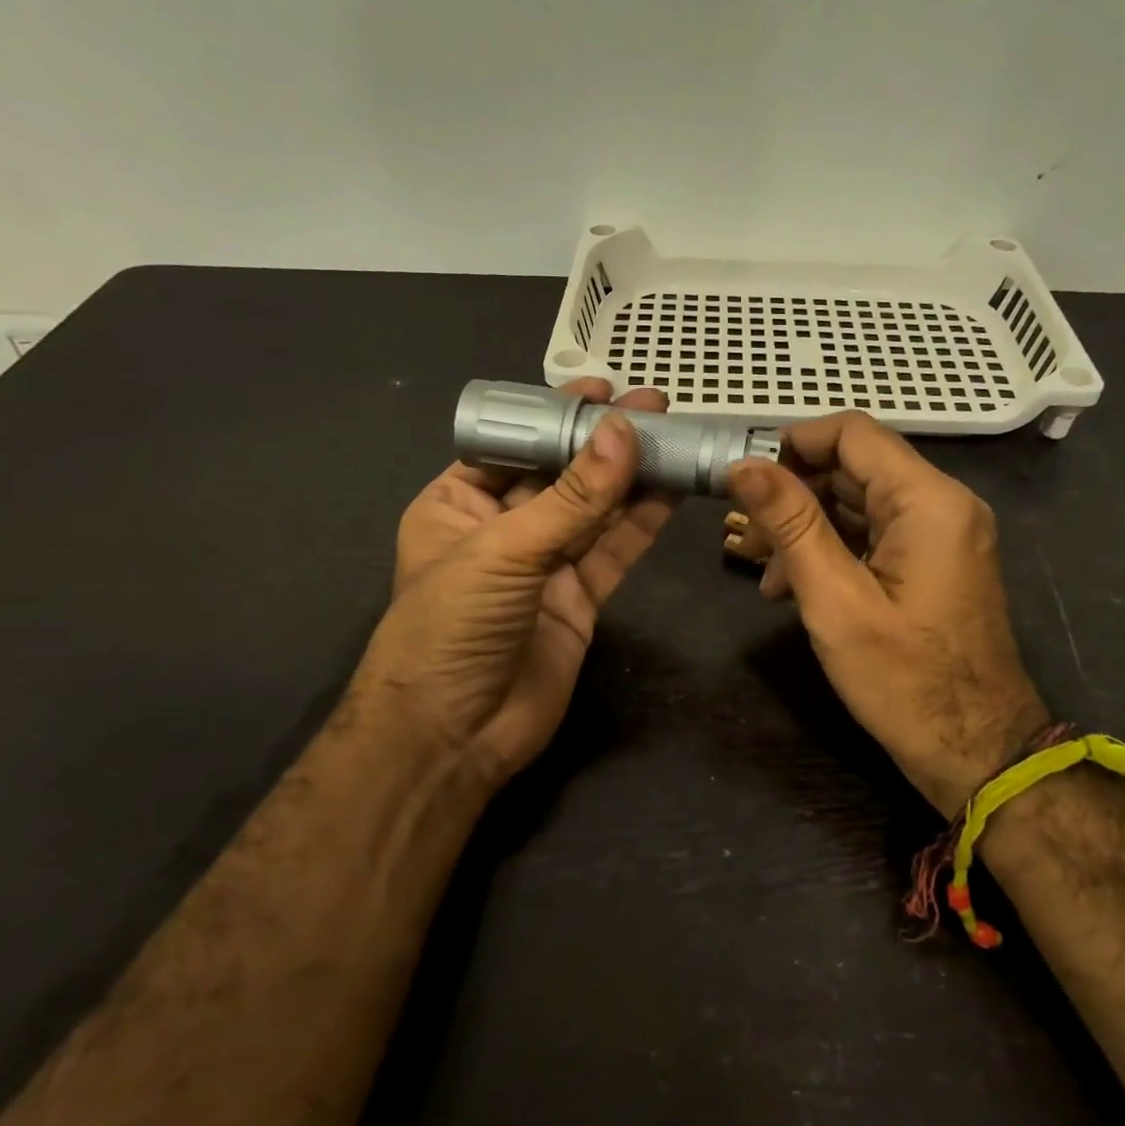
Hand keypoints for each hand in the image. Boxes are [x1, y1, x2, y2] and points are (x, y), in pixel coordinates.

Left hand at [362, 381, 676, 796]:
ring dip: (630, 478)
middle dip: (602, 442)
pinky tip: (670, 491)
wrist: (454, 736)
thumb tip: (623, 432)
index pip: (513, 446)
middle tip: (653, 406)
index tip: (601, 389)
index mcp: (456, 505)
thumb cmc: (451, 629)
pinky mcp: (579, 600)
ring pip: (594, 512)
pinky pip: (613, 552)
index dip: (555, 416)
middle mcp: (501, 530)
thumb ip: (571, 497)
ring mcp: (543, 567)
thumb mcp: (504, 551)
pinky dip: (640, 523)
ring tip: (673, 437)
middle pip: (560, 475)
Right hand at [726, 413, 1047, 816]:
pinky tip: (792, 588)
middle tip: (744, 535)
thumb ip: (791, 523)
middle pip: (855, 468)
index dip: (793, 443)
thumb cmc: (905, 682)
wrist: (977, 752)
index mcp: (929, 501)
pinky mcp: (934, 563)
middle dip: (794, 494)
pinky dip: (833, 551)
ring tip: (763, 574)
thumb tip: (744, 465)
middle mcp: (943, 504)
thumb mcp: (835, 600)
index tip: (744, 478)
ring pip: (860, 505)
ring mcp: (943, 535)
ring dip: (807, 528)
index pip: (853, 433)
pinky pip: (876, 536)